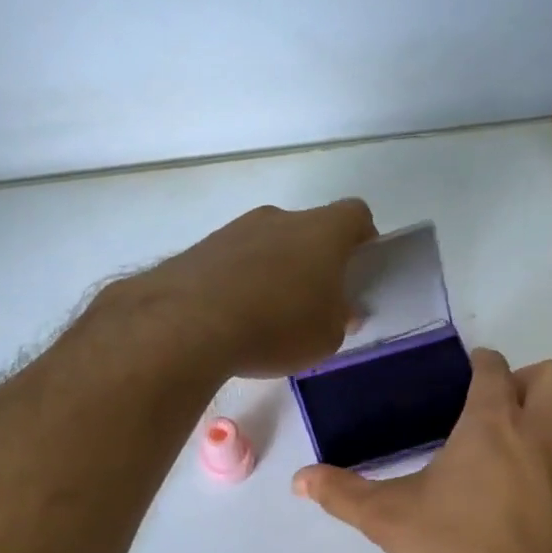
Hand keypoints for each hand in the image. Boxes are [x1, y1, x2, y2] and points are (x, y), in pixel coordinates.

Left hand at [136, 201, 376, 377]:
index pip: (355, 215)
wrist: (189, 323)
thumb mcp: (327, 337)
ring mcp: (236, 229)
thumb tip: (341, 310)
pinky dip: (238, 283)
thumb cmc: (278, 326)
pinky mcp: (200, 248)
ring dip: (272, 272)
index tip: (359, 270)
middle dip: (313, 262)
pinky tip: (231, 319)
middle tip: (311, 304)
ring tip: (265, 319)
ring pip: (267, 245)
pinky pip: (233, 262)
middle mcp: (280, 218)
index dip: (363, 239)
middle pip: (308, 230)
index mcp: (322, 231)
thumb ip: (340, 319)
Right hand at [293, 349, 551, 552]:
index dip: (482, 364)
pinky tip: (533, 494)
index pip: (495, 369)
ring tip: (516, 447)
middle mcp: (543, 434)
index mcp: (494, 424)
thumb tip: (299, 480)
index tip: (470, 373)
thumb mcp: (390, 522)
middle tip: (499, 407)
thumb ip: (343, 494)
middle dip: (530, 378)